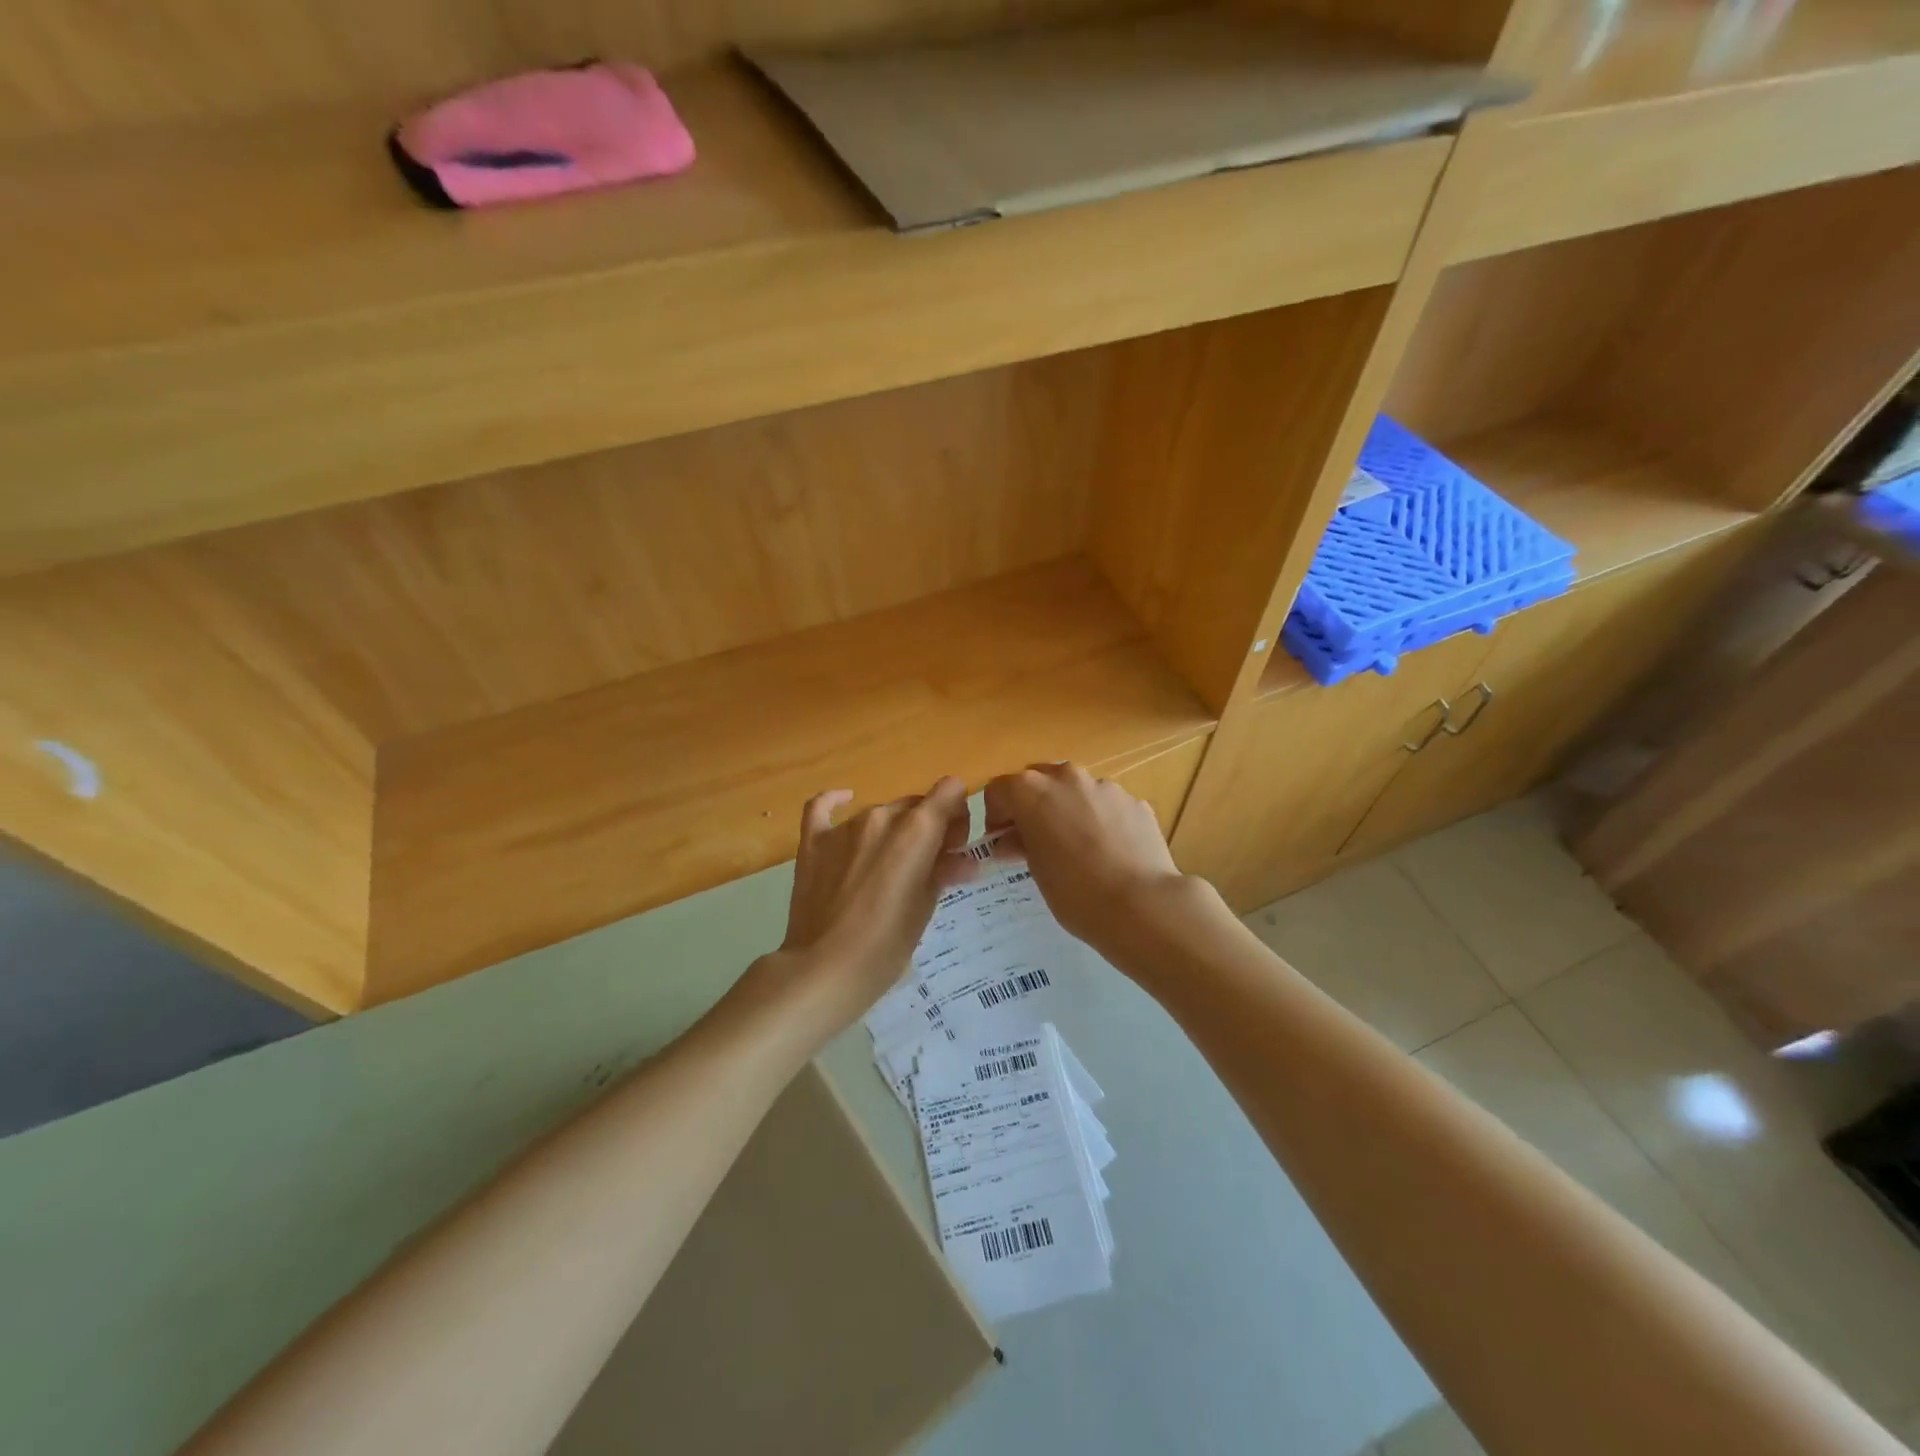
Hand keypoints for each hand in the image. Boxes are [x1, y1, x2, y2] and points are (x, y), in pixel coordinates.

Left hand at [745, 777, 972, 1039]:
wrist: (826, 968)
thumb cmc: (888, 944)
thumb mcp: (926, 906)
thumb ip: (945, 871)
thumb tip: (964, 860)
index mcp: (917, 829)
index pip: (950, 791)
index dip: (957, 816)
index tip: (952, 848)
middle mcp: (882, 816)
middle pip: (916, 804)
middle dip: (928, 828)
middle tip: (926, 867)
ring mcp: (844, 827)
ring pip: (880, 812)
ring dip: (891, 831)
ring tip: (886, 868)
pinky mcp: (813, 842)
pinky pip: (823, 807)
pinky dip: (836, 801)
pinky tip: (844, 800)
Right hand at [983, 763, 1192, 960]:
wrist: (1141, 905)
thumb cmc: (1075, 891)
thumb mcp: (1036, 870)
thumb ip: (1020, 844)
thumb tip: (1012, 840)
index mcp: (1032, 791)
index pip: (999, 790)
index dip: (996, 816)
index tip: (1001, 842)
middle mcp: (1067, 778)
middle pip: (1039, 781)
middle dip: (1032, 805)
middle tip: (1035, 840)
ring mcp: (1105, 787)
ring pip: (1076, 790)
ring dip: (1068, 810)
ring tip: (1077, 848)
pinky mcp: (1135, 802)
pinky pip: (1107, 806)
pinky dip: (1100, 820)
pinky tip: (1109, 853)